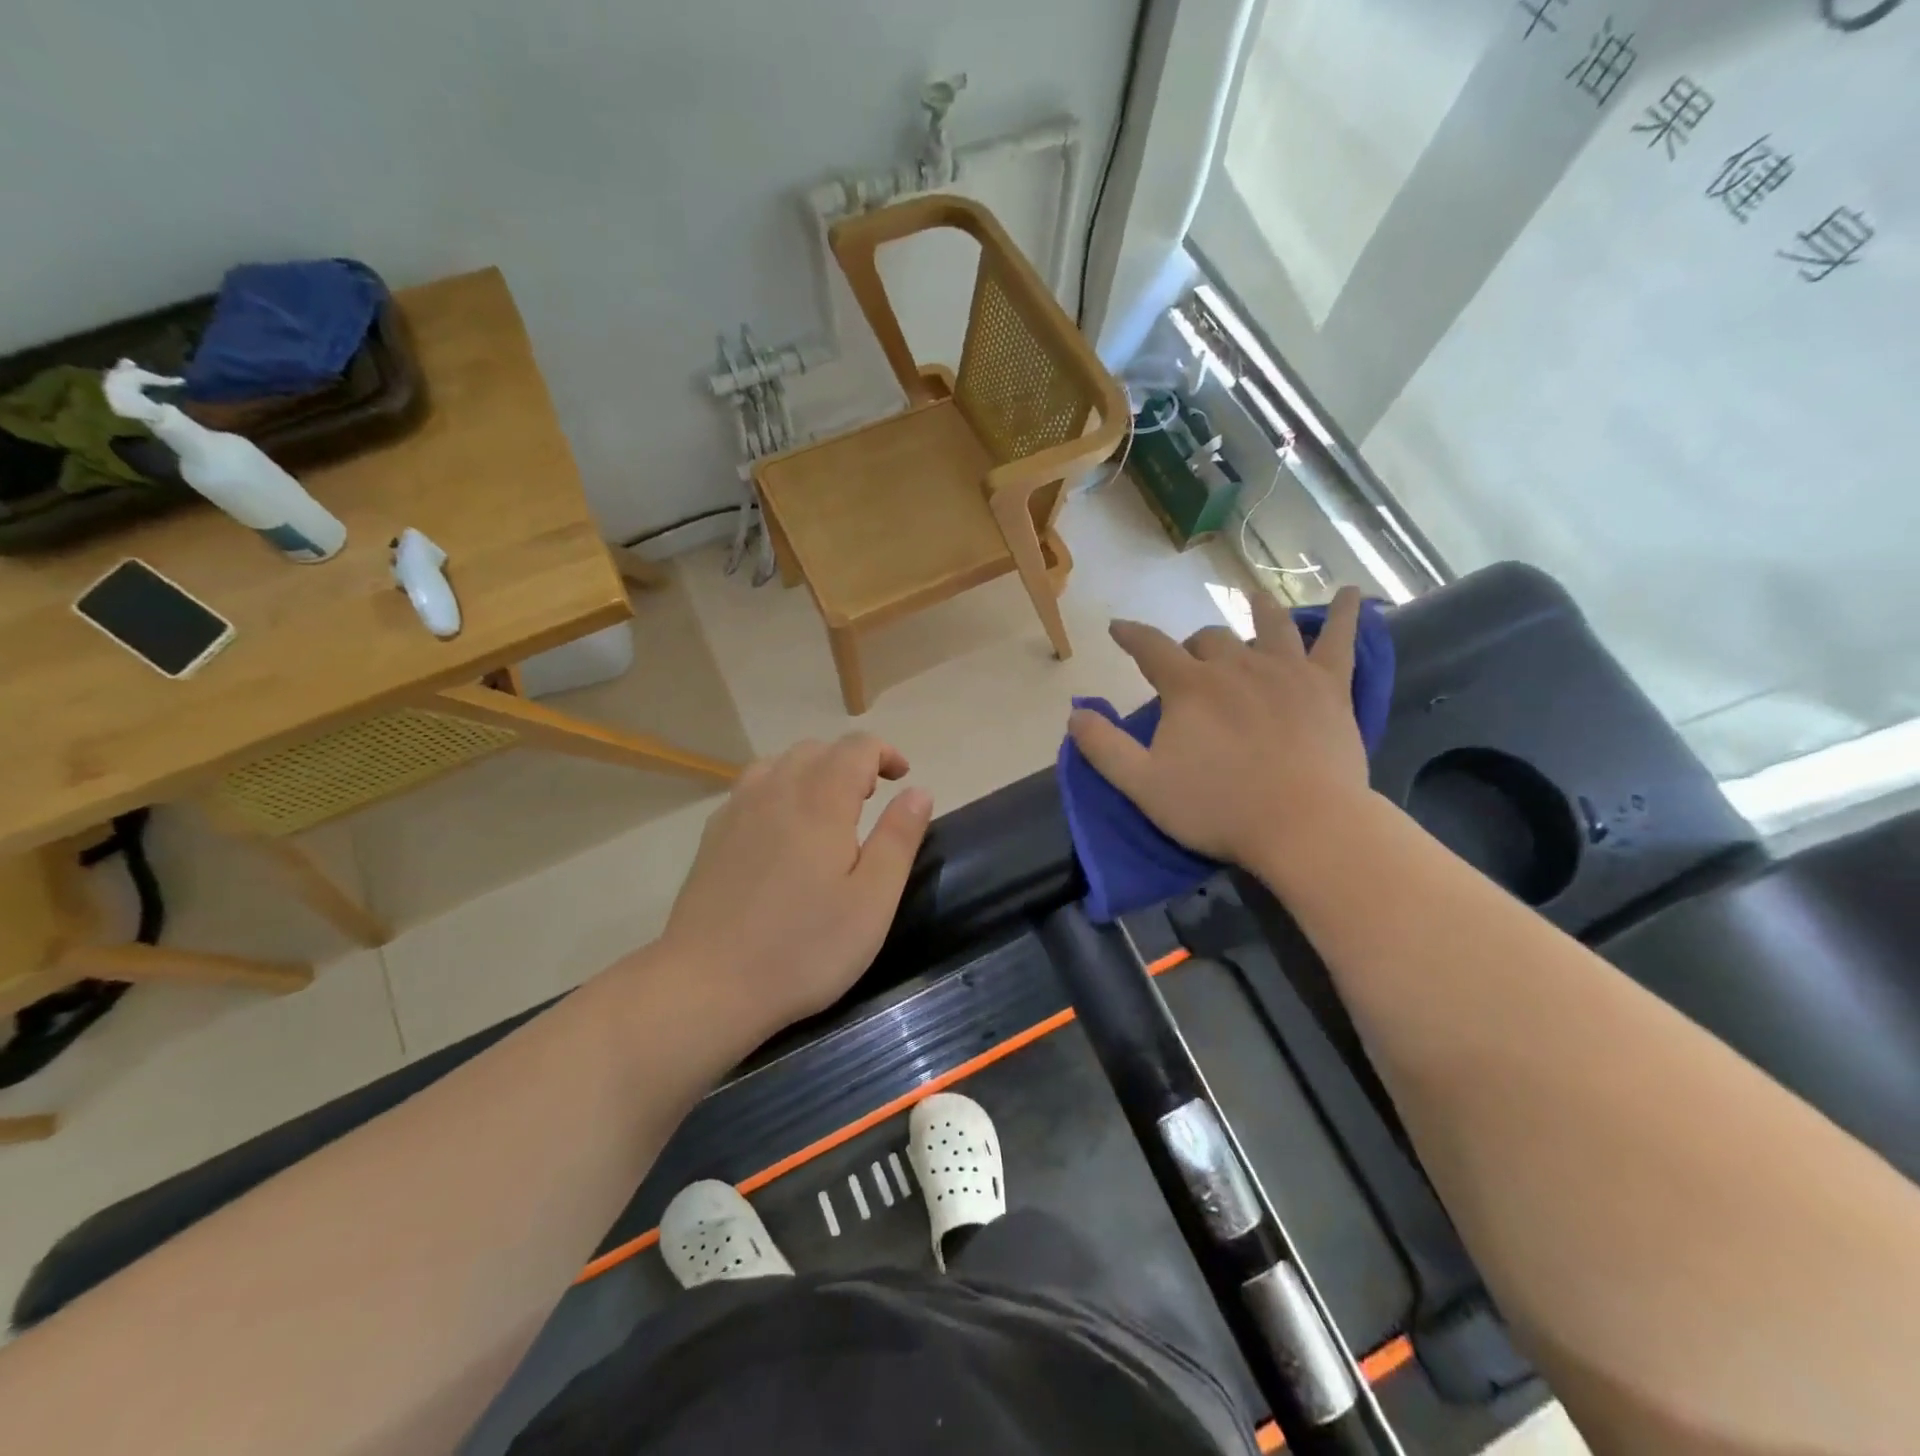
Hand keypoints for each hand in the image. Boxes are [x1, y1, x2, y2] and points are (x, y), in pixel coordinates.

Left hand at [660, 734, 933, 1041]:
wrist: (708, 985)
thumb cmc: (803, 947)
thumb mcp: (872, 901)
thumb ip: (899, 839)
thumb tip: (918, 792)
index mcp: (821, 801)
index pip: (856, 747)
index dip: (884, 752)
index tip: (902, 778)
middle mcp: (776, 790)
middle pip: (817, 749)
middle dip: (851, 761)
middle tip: (871, 797)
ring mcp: (738, 810)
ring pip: (780, 763)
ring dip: (813, 771)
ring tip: (828, 808)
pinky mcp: (713, 835)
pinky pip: (753, 788)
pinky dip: (779, 789)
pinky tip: (782, 829)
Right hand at [1069, 586, 1369, 869]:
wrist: (1305, 826)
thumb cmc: (1219, 808)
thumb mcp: (1142, 785)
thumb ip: (1103, 747)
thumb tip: (1075, 712)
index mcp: (1190, 687)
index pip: (1151, 648)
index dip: (1131, 635)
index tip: (1118, 628)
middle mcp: (1236, 665)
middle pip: (1210, 638)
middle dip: (1194, 646)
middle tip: (1191, 664)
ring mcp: (1287, 671)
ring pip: (1270, 625)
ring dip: (1258, 611)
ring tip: (1254, 601)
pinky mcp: (1330, 686)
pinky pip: (1341, 640)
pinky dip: (1348, 614)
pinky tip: (1354, 593)